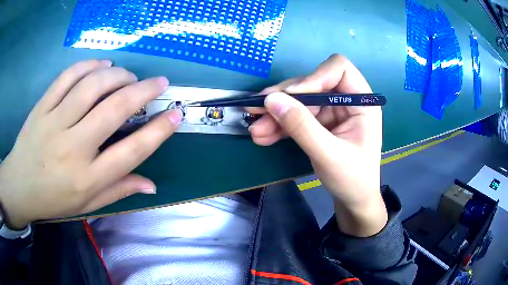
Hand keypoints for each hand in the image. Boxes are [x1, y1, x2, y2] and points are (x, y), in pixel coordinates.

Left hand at [0, 60, 181, 228]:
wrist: (20, 186)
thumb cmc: (54, 199)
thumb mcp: (87, 204)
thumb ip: (118, 190)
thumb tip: (151, 185)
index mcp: (87, 178)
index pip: (131, 152)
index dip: (158, 130)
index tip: (175, 114)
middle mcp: (73, 148)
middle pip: (113, 110)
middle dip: (143, 91)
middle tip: (159, 82)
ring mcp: (54, 122)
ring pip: (91, 86)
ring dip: (117, 75)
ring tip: (128, 75)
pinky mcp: (42, 106)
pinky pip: (67, 77)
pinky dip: (89, 65)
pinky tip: (102, 65)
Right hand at [248, 55, 386, 236]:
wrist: (353, 200)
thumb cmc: (353, 179)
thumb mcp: (329, 154)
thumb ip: (302, 127)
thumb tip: (271, 100)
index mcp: (362, 101)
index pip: (338, 69)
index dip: (314, 77)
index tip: (292, 96)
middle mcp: (346, 100)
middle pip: (311, 84)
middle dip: (284, 98)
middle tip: (256, 110)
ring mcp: (331, 111)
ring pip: (299, 101)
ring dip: (276, 114)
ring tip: (256, 130)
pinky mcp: (319, 122)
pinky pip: (296, 116)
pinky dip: (280, 125)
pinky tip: (263, 135)